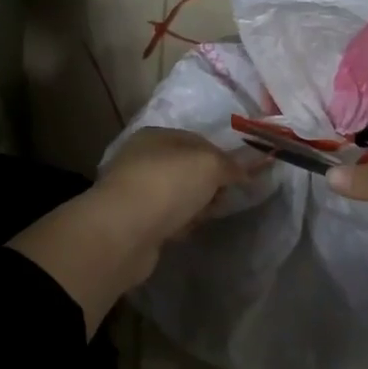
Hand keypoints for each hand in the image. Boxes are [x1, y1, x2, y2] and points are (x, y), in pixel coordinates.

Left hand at [99, 128, 259, 240]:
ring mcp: (136, 191)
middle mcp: (142, 159)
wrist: (123, 232)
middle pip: (188, 170)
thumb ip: (230, 165)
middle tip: (221, 199)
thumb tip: (244, 171)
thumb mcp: (208, 165)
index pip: (198, 141)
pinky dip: (177, 225)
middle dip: (209, 185)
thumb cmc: (167, 185)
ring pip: (178, 196)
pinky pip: (166, 219)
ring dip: (194, 207)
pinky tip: (181, 232)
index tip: (239, 177)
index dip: (222, 158)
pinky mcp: (134, 222)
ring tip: (201, 218)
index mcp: (156, 136)